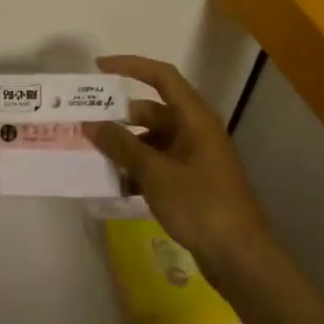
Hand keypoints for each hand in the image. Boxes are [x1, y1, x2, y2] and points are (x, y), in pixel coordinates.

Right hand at [85, 55, 271, 279]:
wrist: (239, 257)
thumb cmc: (200, 204)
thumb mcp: (154, 172)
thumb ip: (121, 145)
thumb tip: (91, 124)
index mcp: (195, 119)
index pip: (162, 77)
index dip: (130, 66)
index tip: (98, 69)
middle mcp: (196, 132)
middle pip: (152, 111)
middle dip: (118, 116)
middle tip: (84, 121)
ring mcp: (195, 159)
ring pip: (152, 140)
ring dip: (124, 146)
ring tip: (92, 154)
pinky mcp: (192, 183)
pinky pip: (157, 165)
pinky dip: (136, 169)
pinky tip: (114, 183)